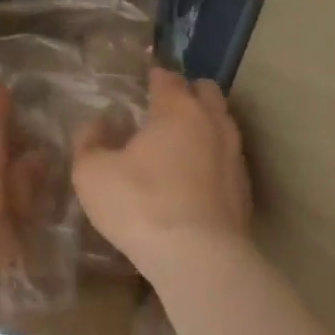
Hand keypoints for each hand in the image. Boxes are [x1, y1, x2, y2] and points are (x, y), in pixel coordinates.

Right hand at [73, 67, 253, 279]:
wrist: (198, 256)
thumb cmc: (140, 205)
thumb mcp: (92, 174)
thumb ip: (89, 143)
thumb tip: (97, 125)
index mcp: (177, 110)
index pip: (169, 78)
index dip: (155, 77)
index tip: (145, 82)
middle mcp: (213, 123)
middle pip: (207, 92)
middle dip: (188, 93)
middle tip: (166, 108)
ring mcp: (234, 155)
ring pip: (223, 124)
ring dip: (205, 125)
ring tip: (182, 143)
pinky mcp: (245, 189)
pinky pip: (228, 159)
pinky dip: (213, 159)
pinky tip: (196, 178)